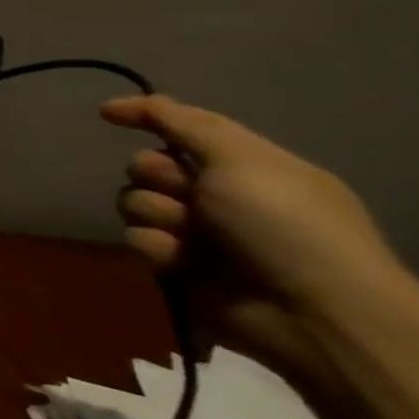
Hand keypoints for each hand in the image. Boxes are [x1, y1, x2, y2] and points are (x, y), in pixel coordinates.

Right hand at [102, 95, 412, 387]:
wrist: (310, 312)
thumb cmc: (285, 225)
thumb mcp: (243, 160)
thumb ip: (184, 125)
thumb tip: (117, 106)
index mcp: (244, 166)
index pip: (182, 127)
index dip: (146, 116)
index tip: (107, 114)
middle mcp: (217, 194)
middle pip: (147, 165)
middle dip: (157, 176)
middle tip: (189, 193)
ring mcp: (196, 231)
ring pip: (136, 202)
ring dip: (157, 214)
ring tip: (188, 236)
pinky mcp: (176, 265)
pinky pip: (138, 239)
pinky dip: (157, 246)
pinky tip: (181, 261)